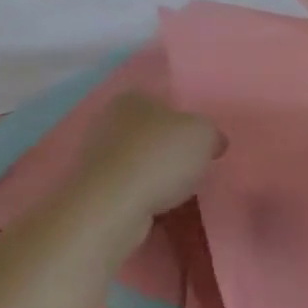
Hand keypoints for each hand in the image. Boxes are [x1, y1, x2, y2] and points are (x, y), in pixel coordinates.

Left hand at [73, 93, 220, 229]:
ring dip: (155, 177)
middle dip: (169, 152)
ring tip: (177, 195)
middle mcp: (108, 121)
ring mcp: (96, 157)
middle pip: (150, 135)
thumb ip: (211, 134)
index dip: (185, 124)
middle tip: (192, 170)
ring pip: (138, 163)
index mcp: (132, 98)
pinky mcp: (93, 189)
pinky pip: (127, 189)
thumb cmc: (159, 158)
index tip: (200, 146)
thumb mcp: (203, 135)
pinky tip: (157, 209)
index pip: (164, 104)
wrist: (113, 207)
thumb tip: (213, 143)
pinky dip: (141, 197)